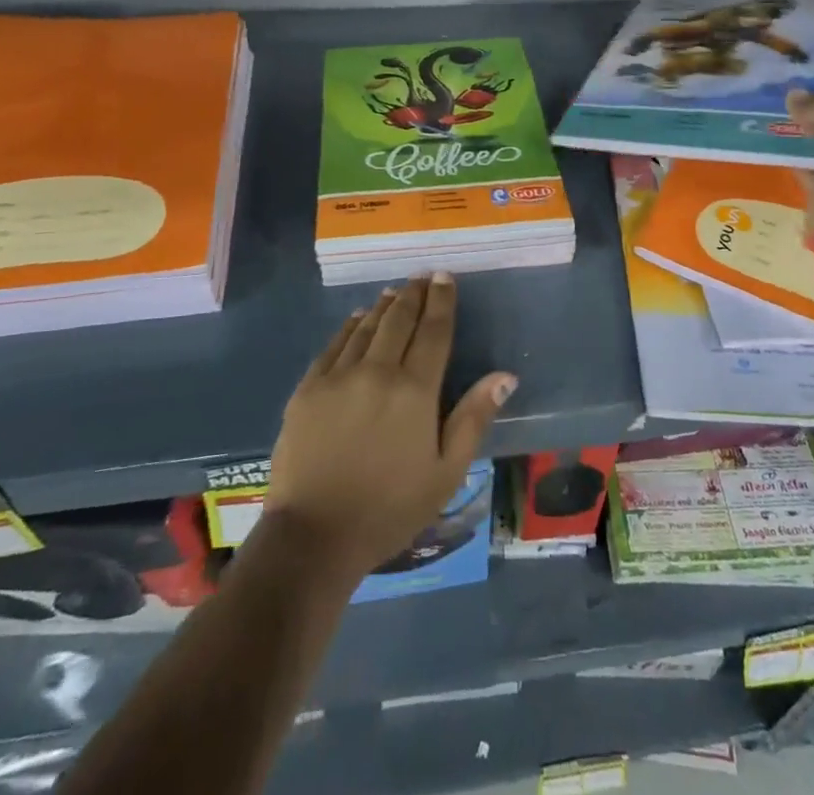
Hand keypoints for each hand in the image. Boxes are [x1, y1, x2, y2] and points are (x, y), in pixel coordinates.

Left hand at [264, 274, 516, 582]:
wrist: (314, 536)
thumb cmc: (389, 509)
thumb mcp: (445, 473)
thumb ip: (473, 418)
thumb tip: (505, 375)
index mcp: (415, 391)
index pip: (434, 332)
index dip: (441, 301)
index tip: (445, 277)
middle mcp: (377, 371)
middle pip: (399, 320)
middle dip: (414, 294)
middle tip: (422, 276)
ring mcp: (338, 377)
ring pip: (366, 327)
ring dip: (384, 305)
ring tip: (395, 291)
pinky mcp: (308, 388)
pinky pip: (334, 345)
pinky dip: (350, 326)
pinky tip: (357, 318)